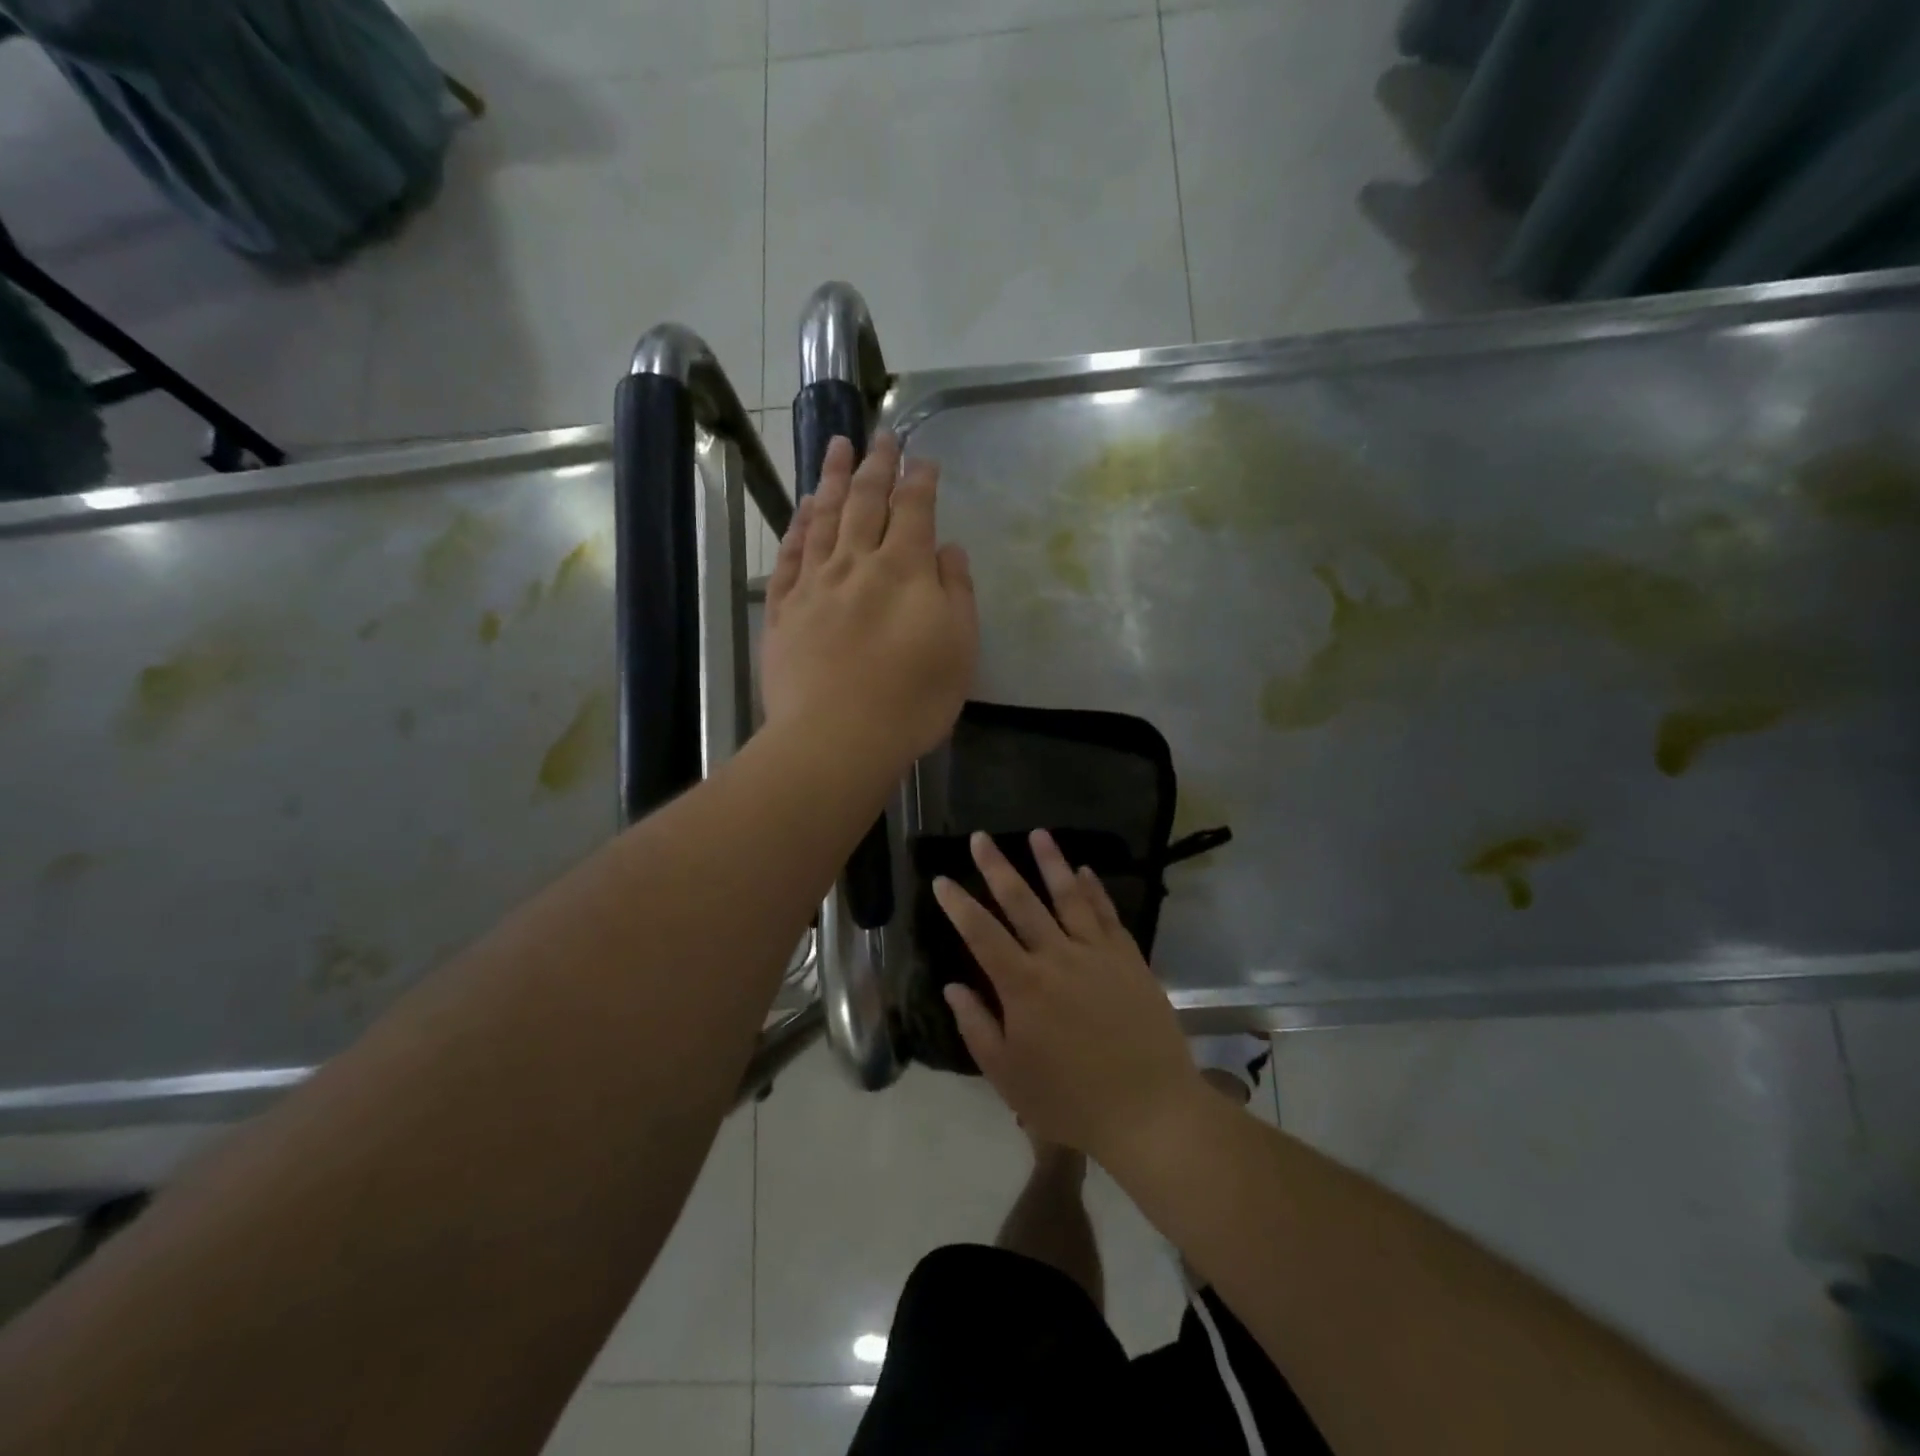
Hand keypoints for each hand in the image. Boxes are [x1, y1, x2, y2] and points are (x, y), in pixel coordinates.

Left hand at [761, 433, 977, 769]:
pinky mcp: (782, 610)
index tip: (923, 457)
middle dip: (876, 465)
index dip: (920, 479)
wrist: (836, 738)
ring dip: (831, 479)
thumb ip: (957, 592)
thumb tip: (949, 548)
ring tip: (835, 446)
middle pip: (865, 502)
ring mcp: (814, 585)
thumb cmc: (912, 699)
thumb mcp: (959, 648)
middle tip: (880, 435)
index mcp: (905, 570)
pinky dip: (797, 527)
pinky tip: (802, 510)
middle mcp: (857, 564)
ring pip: (823, 518)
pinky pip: (789, 556)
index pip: (914, 510)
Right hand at [935, 830, 1205, 1163]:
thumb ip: (977, 1027)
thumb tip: (953, 986)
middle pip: (1021, 902)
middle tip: (980, 837)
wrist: (1149, 1109)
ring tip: (1037, 834)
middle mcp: (1057, 957)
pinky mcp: (1129, 958)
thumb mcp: (1009, 1076)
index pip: (981, 934)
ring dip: (1050, 861)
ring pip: (1068, 896)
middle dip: (997, 867)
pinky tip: (1085, 870)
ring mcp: (1097, 953)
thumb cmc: (1071, 1100)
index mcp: (1023, 986)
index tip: (942, 879)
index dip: (958, 905)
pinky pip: (1108, 914)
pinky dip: (1095, 889)